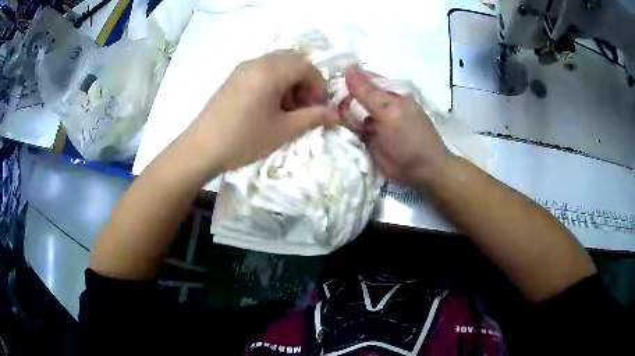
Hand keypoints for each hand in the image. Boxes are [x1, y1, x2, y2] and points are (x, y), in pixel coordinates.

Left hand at [190, 52, 339, 173]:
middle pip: (292, 62)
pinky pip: (262, 71)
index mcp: (270, 70)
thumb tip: (336, 114)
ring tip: (287, 110)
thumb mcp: (283, 130)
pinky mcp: (234, 77)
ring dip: (290, 83)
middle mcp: (257, 62)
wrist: (201, 149)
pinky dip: (275, 83)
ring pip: (278, 65)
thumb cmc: (244, 139)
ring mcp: (243, 68)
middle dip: (305, 83)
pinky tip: (270, 106)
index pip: (306, 66)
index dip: (319, 86)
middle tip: (305, 108)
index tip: (320, 108)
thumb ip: (312, 117)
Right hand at [343, 67, 448, 187]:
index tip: (325, 88)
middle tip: (334, 112)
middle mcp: (375, 104)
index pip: (359, 78)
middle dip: (339, 102)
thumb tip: (347, 66)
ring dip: (339, 118)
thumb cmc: (411, 138)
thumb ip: (367, 92)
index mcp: (385, 92)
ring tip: (337, 125)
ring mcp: (368, 121)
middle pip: (349, 96)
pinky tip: (332, 131)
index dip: (342, 80)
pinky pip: (347, 130)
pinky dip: (340, 130)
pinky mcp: (363, 138)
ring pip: (345, 113)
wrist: (421, 172)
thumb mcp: (390, 111)